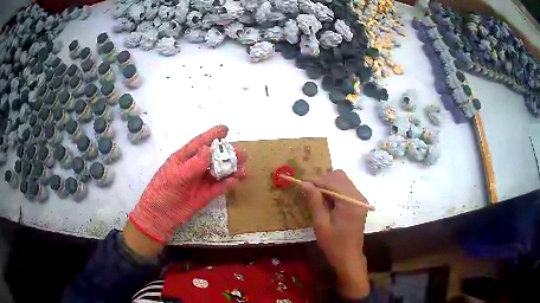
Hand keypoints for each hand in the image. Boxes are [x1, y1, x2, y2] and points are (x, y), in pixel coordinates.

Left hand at [129, 125, 246, 242]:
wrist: (160, 215)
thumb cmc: (163, 191)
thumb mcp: (176, 175)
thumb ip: (193, 164)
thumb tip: (209, 149)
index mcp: (185, 158)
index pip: (200, 143)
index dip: (212, 135)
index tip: (226, 129)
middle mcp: (195, 167)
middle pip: (214, 157)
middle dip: (228, 154)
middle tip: (242, 153)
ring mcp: (201, 181)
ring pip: (220, 172)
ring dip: (232, 169)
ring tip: (244, 168)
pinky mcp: (206, 195)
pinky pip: (219, 187)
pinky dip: (228, 184)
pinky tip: (236, 181)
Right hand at [300, 170, 369, 298]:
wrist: (349, 257)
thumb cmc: (334, 244)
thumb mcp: (321, 224)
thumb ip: (315, 201)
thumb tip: (305, 183)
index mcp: (350, 202)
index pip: (333, 181)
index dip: (317, 181)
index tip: (303, 186)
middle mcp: (358, 196)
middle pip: (340, 176)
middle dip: (323, 181)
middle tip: (310, 192)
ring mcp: (360, 199)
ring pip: (343, 181)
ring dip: (329, 185)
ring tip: (317, 198)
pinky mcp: (359, 203)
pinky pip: (346, 188)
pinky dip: (335, 190)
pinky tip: (327, 202)